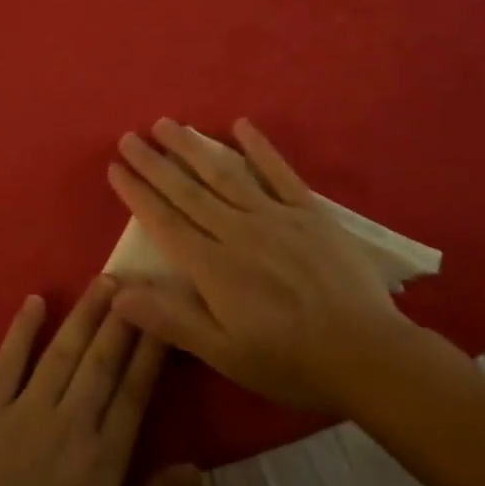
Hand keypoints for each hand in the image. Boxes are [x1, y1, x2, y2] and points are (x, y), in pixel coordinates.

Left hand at [0, 278, 198, 485]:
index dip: (150, 352)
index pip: (134, 392)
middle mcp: (70, 422)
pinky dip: (22, 329)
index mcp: (104, 457)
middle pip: (101, 361)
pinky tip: (35, 300)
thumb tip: (196, 465)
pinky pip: (8, 361)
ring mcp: (26, 411)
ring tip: (102, 282)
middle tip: (135, 281)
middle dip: (121, 319)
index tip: (163, 317)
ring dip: (84, 314)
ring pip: (62, 352)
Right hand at [106, 117, 426, 413]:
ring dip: (192, 147)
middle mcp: (237, 231)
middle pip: (186, 190)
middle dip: (154, 162)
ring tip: (167, 124)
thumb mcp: (224, 354)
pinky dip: (259, 147)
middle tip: (128, 137)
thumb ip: (170, 320)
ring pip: (224, 173)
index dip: (137, 193)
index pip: (164, 221)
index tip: (115, 168)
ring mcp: (275, 216)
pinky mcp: (309, 213)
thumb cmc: (290, 361)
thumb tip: (116, 293)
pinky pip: (279, 173)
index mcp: (213, 266)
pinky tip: (240, 125)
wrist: (369, 356)